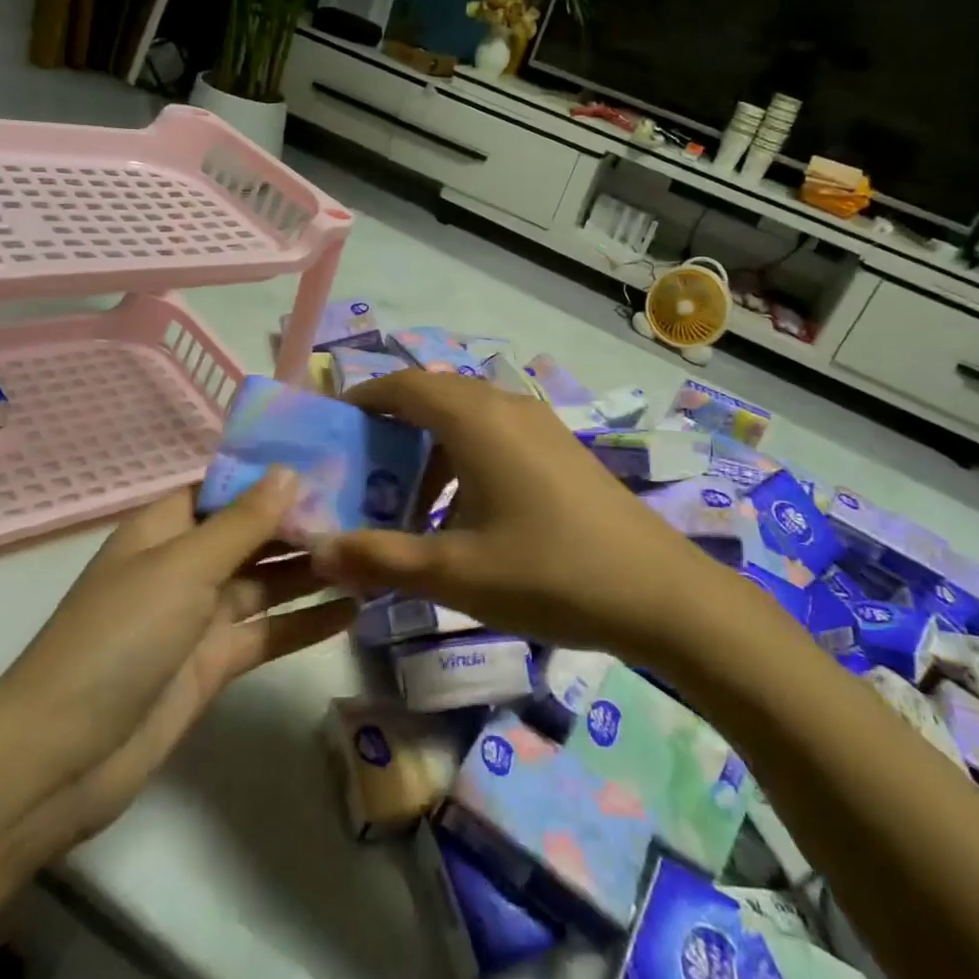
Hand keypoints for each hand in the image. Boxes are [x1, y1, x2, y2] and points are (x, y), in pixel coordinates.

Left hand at [0, 473, 354, 842]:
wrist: (61, 758)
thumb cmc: (118, 639)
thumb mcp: (183, 568)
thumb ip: (242, 522)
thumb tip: (290, 470)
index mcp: (165, 529)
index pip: (228, 488)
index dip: (274, 476)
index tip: (332, 463)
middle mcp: (185, 565)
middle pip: (253, 534)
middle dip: (304, 523)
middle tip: (370, 508)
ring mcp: (200, 617)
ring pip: (267, 581)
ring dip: (313, 570)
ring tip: (372, 554)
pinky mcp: (215, 663)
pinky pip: (269, 631)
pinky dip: (306, 622)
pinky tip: (354, 610)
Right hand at [310, 371, 714, 663]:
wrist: (661, 594)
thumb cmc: (550, 574)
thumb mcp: (455, 572)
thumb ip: (380, 559)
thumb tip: (317, 549)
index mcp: (476, 418)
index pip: (404, 385)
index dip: (363, 402)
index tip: (332, 433)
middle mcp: (507, 407)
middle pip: (433, 398)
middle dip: (391, 432)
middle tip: (362, 478)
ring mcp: (539, 426)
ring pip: (466, 420)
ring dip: (429, 453)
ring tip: (409, 508)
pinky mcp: (559, 450)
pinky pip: (495, 437)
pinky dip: (464, 462)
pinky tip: (464, 519)